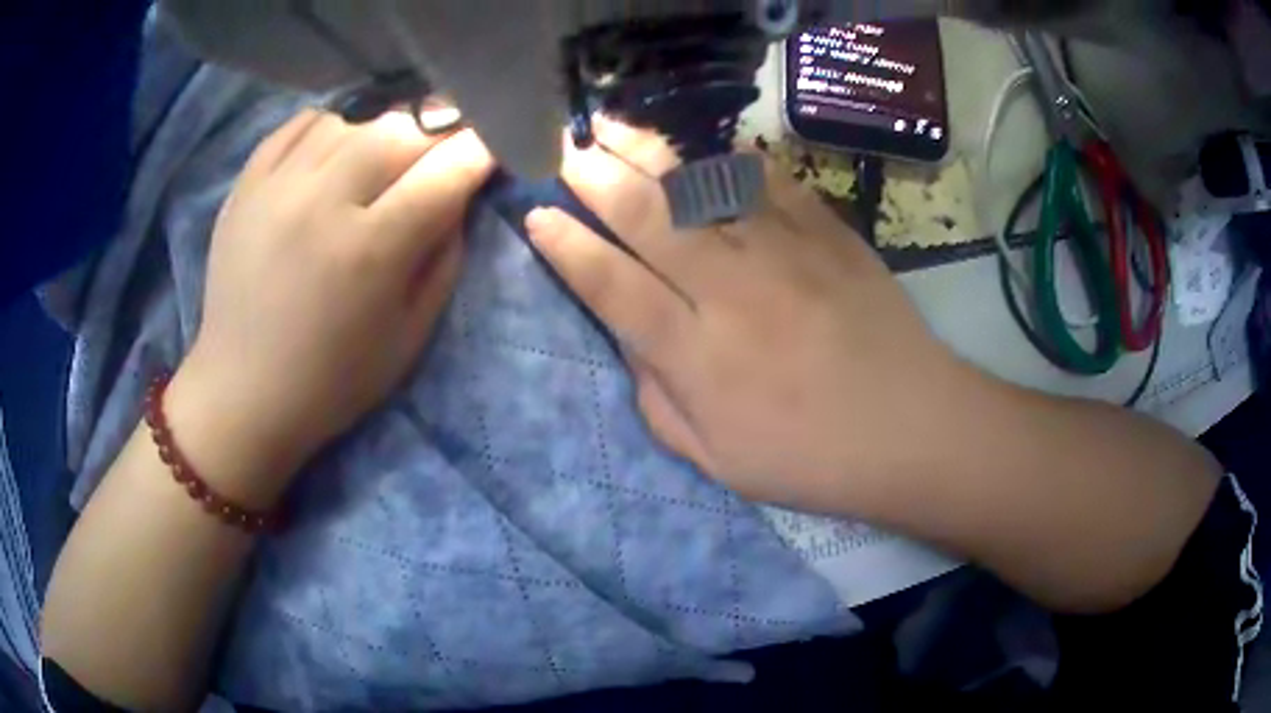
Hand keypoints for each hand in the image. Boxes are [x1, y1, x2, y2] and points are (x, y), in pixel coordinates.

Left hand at [170, 110, 493, 501]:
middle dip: (437, 134)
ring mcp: (278, 185)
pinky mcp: (247, 183)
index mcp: (370, 251)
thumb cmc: (332, 380)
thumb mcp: (410, 335)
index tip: (493, 149)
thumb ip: (445, 257)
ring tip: (386, 156)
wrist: (242, 392)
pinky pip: (303, 123)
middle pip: (402, 129)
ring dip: (384, 130)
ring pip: (354, 118)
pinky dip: (333, 125)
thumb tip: (459, 193)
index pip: (447, 170)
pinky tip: (338, 148)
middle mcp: (322, 203)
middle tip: (440, 154)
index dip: (482, 151)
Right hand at [526, 119, 973, 513]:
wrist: (911, 428)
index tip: (536, 215)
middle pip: (647, 218)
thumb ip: (660, 400)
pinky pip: (768, 181)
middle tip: (564, 149)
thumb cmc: (811, 458)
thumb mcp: (717, 459)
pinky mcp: (827, 233)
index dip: (566, 248)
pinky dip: (729, 160)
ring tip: (613, 126)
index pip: (611, 286)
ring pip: (700, 186)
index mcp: (698, 356)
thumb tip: (633, 342)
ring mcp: (783, 253)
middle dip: (595, 177)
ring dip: (649, 152)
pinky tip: (704, 148)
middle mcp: (731, 292)